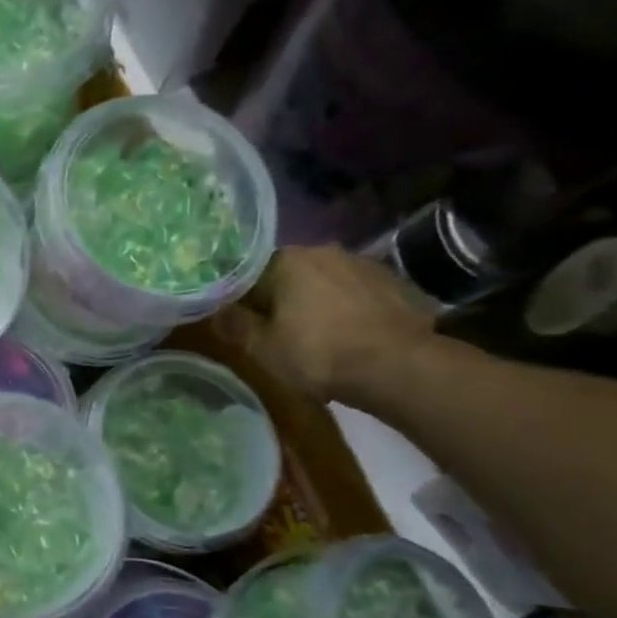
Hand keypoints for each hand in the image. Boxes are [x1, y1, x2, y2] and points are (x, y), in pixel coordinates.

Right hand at [215, 246, 436, 405]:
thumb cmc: (319, 354)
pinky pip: (356, 292)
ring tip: (317, 334)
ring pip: (324, 281)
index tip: (242, 322)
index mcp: (286, 260)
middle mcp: (324, 251)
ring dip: (316, 301)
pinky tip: (349, 334)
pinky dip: (347, 307)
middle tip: (278, 331)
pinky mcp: (394, 282)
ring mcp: (363, 264)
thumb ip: (236, 325)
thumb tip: (217, 312)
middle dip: (281, 298)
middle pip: (288, 274)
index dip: (241, 299)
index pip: (249, 273)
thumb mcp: (262, 347)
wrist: (399, 366)